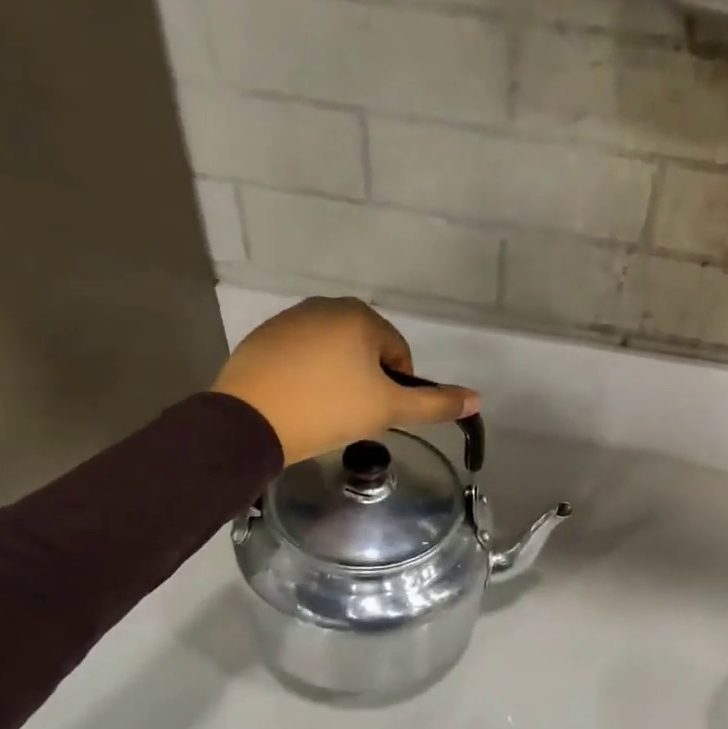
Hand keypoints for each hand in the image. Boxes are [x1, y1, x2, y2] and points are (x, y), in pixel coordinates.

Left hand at [211, 298, 480, 464]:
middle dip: (365, 380)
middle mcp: (325, 306)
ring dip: (337, 377)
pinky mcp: (262, 338)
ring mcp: (289, 320)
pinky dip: (306, 376)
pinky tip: (298, 402)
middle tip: (352, 414)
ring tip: (324, 411)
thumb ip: (435, 404)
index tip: (378, 413)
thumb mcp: (388, 410)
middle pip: (365, 349)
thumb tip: (478, 399)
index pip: (398, 353)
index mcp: (360, 316)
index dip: (396, 387)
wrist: (250, 422)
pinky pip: (300, 356)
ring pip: (332, 352)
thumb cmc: (328, 410)